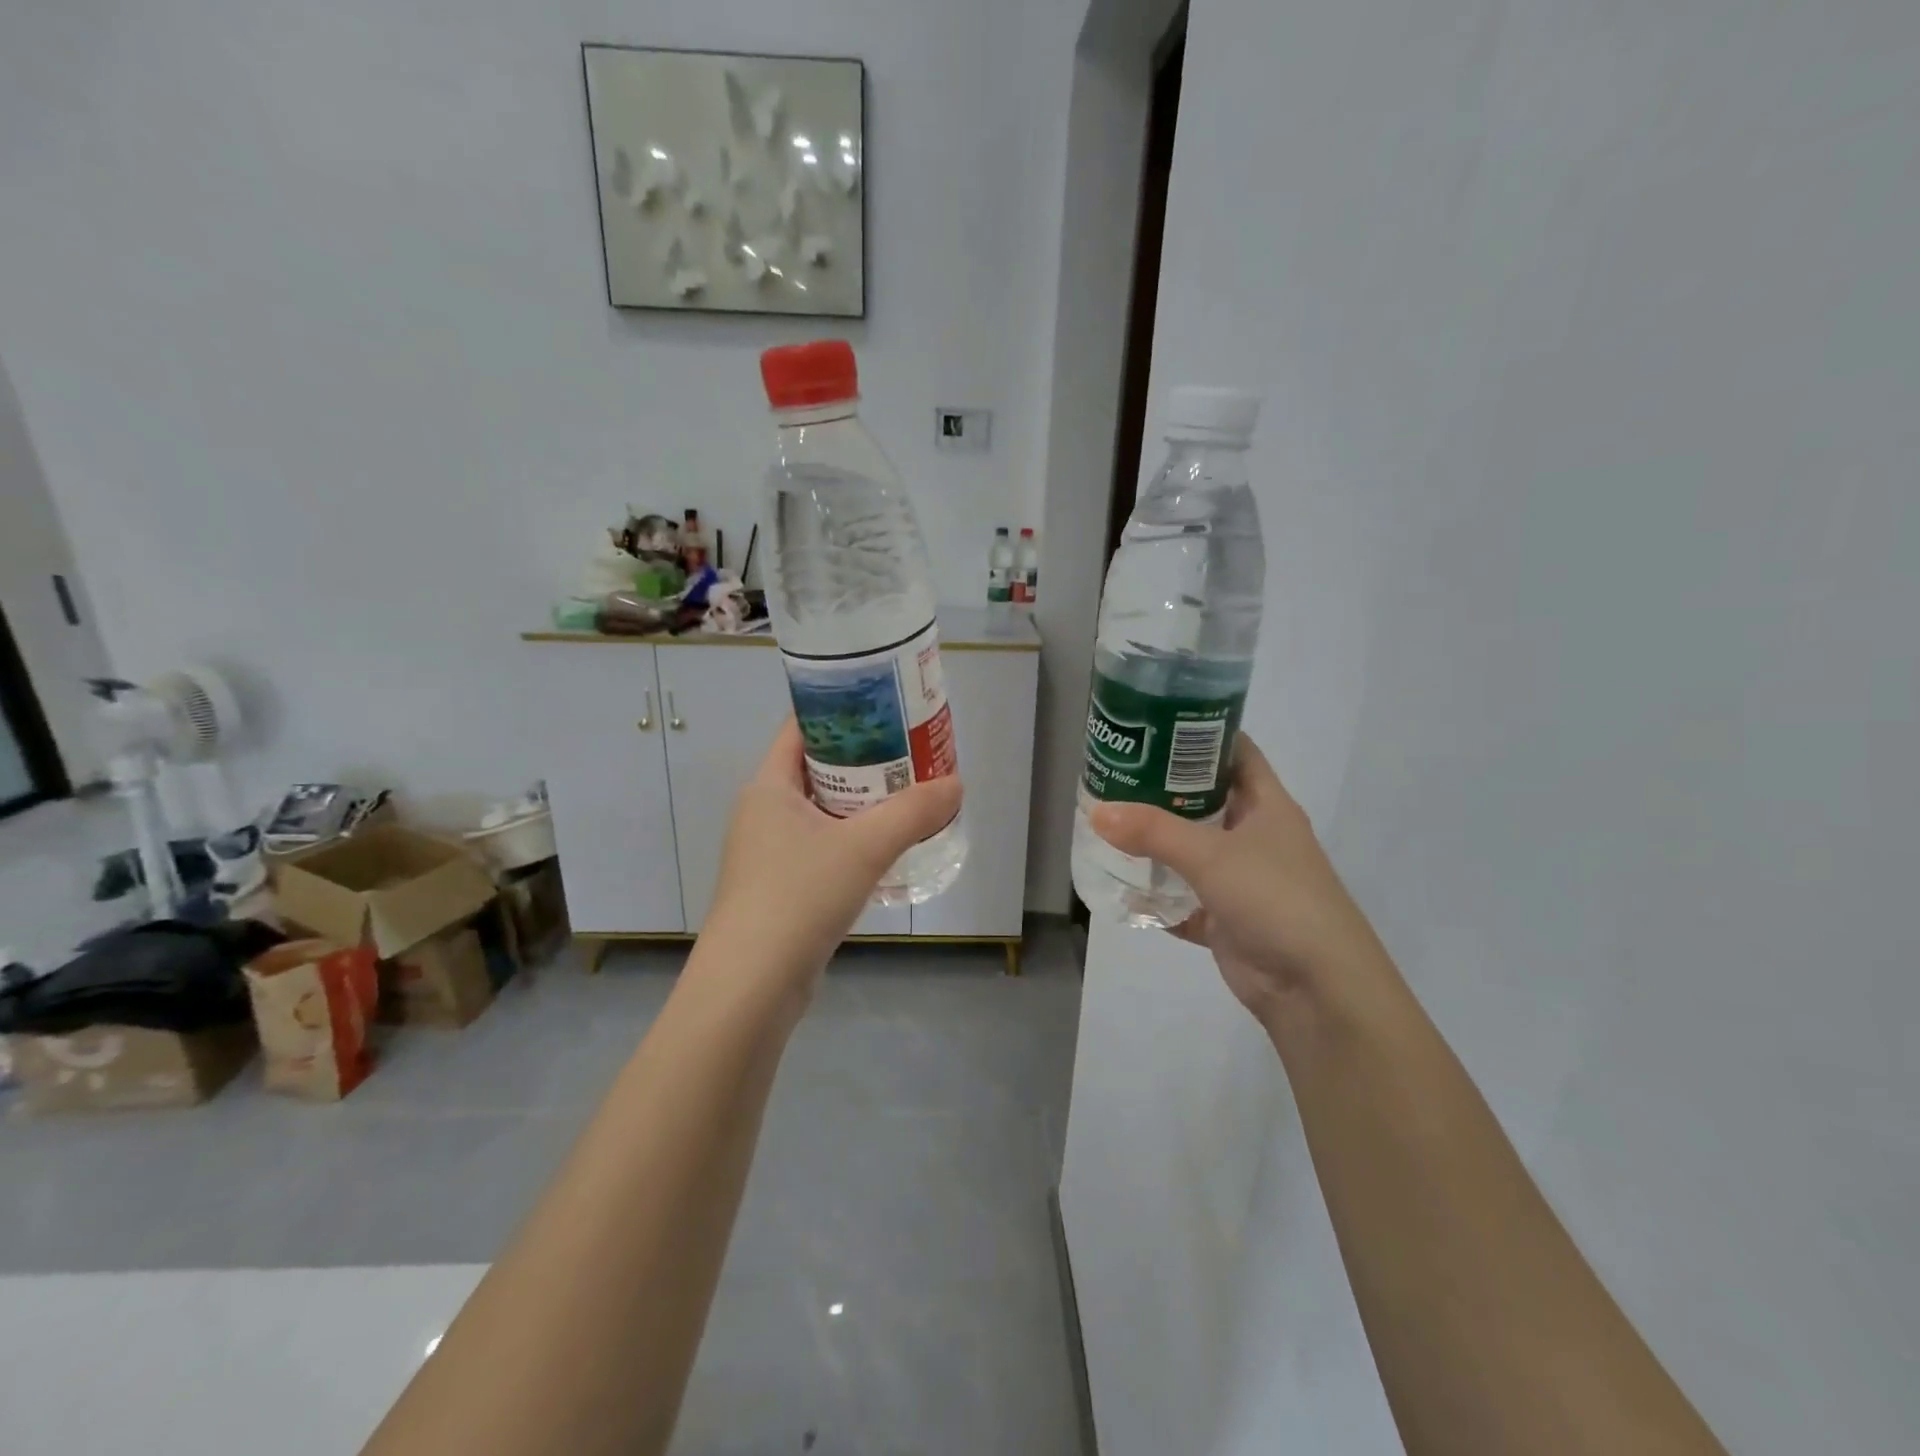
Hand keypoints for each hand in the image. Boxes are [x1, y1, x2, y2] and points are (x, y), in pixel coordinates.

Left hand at [705, 718, 962, 993]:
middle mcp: (763, 812)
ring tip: (908, 795)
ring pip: (821, 811)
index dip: (841, 712)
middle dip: (863, 760)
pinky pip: (822, 847)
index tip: (885, 707)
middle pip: (816, 768)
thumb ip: (913, 812)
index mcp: (769, 787)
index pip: (801, 728)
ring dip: (861, 803)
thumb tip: (956, 784)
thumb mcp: (864, 847)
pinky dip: (852, 839)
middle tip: (910, 752)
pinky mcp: (780, 888)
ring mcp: (768, 853)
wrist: (752, 985)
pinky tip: (886, 848)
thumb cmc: (799, 896)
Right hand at [1088, 734, 1389, 1031]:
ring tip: (1107, 824)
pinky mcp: (1226, 919)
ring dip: (1155, 843)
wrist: (1317, 988)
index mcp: (1266, 806)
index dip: (1199, 734)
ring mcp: (1241, 879)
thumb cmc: (1275, 898)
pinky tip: (1121, 888)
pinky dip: (1156, 896)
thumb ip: (1152, 831)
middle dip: (1162, 789)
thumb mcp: (1211, 855)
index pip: (1234, 752)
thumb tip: (1097, 810)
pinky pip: (1183, 899)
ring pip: (1190, 850)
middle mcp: (1254, 836)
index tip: (1152, 725)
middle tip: (1115, 775)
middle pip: (1204, 799)